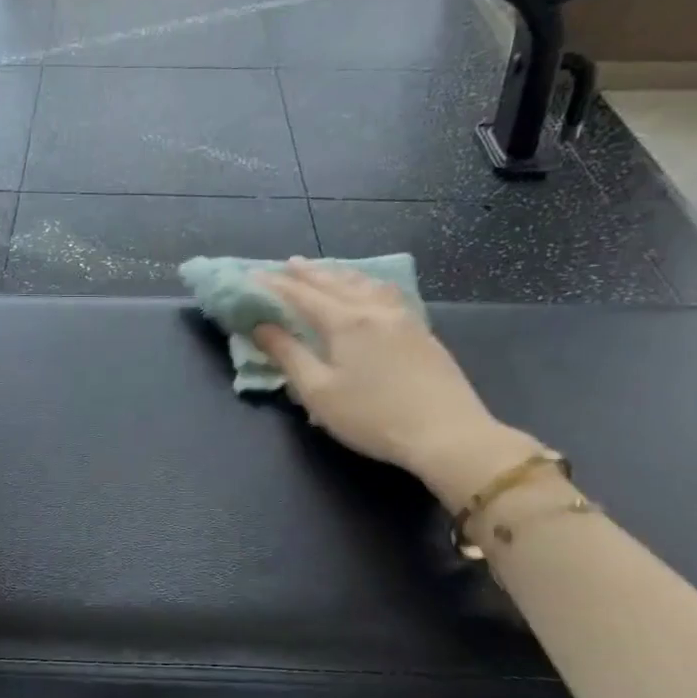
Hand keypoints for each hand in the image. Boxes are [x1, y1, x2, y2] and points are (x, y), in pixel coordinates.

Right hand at [254, 259, 536, 506]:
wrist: (446, 433)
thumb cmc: (372, 417)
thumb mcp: (318, 391)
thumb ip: (288, 355)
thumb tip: (261, 327)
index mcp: (345, 322)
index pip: (301, 295)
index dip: (274, 285)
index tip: (251, 275)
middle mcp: (373, 309)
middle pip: (334, 283)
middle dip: (306, 273)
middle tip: (285, 264)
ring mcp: (402, 317)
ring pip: (364, 283)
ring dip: (338, 274)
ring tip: (323, 270)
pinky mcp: (420, 331)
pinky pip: (385, 293)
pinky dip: (364, 284)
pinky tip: (368, 290)